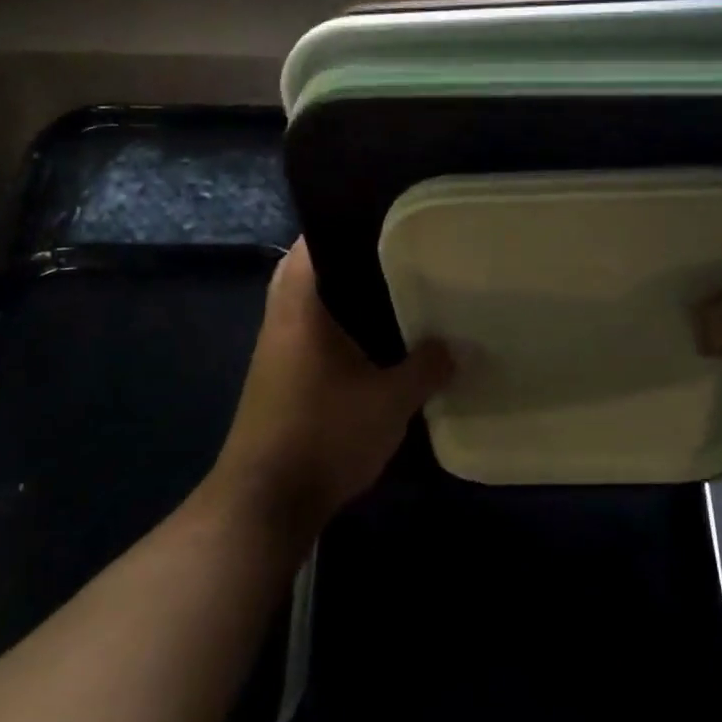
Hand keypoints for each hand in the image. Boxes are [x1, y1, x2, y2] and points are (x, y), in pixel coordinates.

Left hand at [213, 240, 450, 536]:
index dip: (338, 224)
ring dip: (341, 300)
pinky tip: (374, 346)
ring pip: (309, 309)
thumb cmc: (325, 434)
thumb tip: (456, 347)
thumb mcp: (390, 400)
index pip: (309, 246)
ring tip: (393, 294)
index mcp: (299, 309)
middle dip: (347, 263)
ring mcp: (276, 355)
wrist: (265, 503)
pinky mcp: (280, 383)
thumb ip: (426, 368)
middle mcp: (281, 323)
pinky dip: (338, 333)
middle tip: (395, 256)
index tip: (380, 219)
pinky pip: (311, 339)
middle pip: (308, 274)